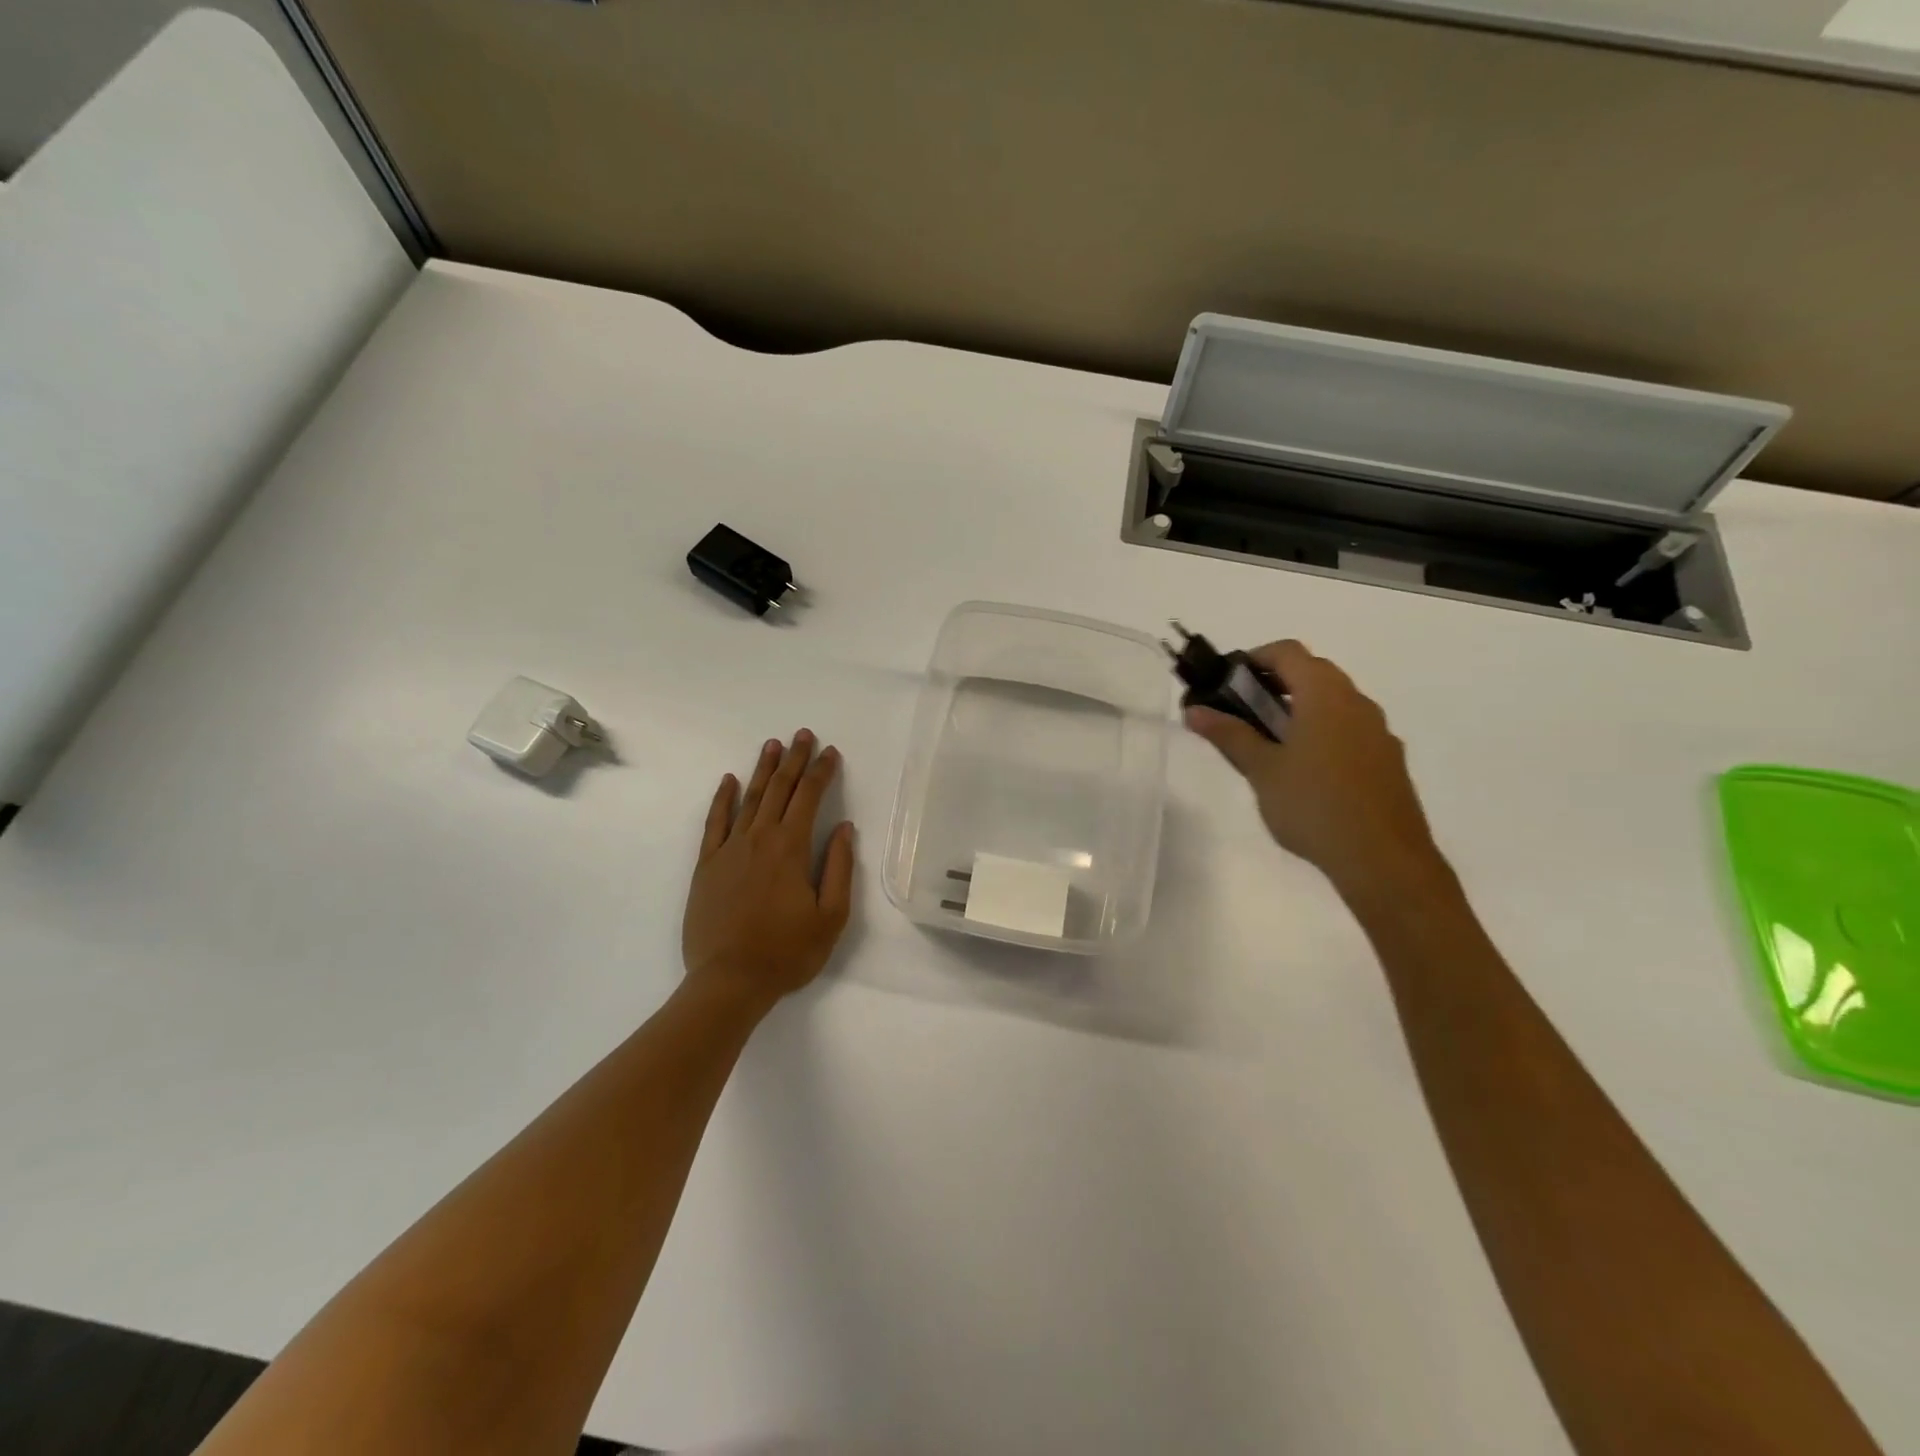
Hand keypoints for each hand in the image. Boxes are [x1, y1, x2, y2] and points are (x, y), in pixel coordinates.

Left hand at [681, 729, 855, 1014]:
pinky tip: (728, 781)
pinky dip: (722, 799)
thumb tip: (843, 827)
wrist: (728, 981)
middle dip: (794, 760)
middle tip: (804, 735)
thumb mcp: (831, 916)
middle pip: (779, 789)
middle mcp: (759, 838)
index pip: (809, 797)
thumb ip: (838, 867)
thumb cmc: (787, 952)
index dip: (822, 772)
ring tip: (773, 746)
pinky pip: (715, 822)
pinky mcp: (706, 865)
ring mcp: (729, 849)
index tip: (831, 752)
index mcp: (790, 848)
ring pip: (749, 799)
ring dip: (763, 770)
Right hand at [1186, 641, 1441, 899]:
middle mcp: (1357, 702)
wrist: (1384, 859)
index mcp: (1325, 695)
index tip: (1227, 683)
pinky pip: (1349, 729)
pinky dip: (1322, 732)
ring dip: (1299, 709)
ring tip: (1269, 745)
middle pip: (1313, 672)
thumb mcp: (1262, 770)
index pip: (1288, 652)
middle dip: (1274, 684)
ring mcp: (1378, 731)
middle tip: (1241, 713)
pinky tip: (1306, 773)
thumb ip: (1229, 734)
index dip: (1254, 658)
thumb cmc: (1314, 805)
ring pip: (1333, 702)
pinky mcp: (1388, 760)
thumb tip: (1194, 709)